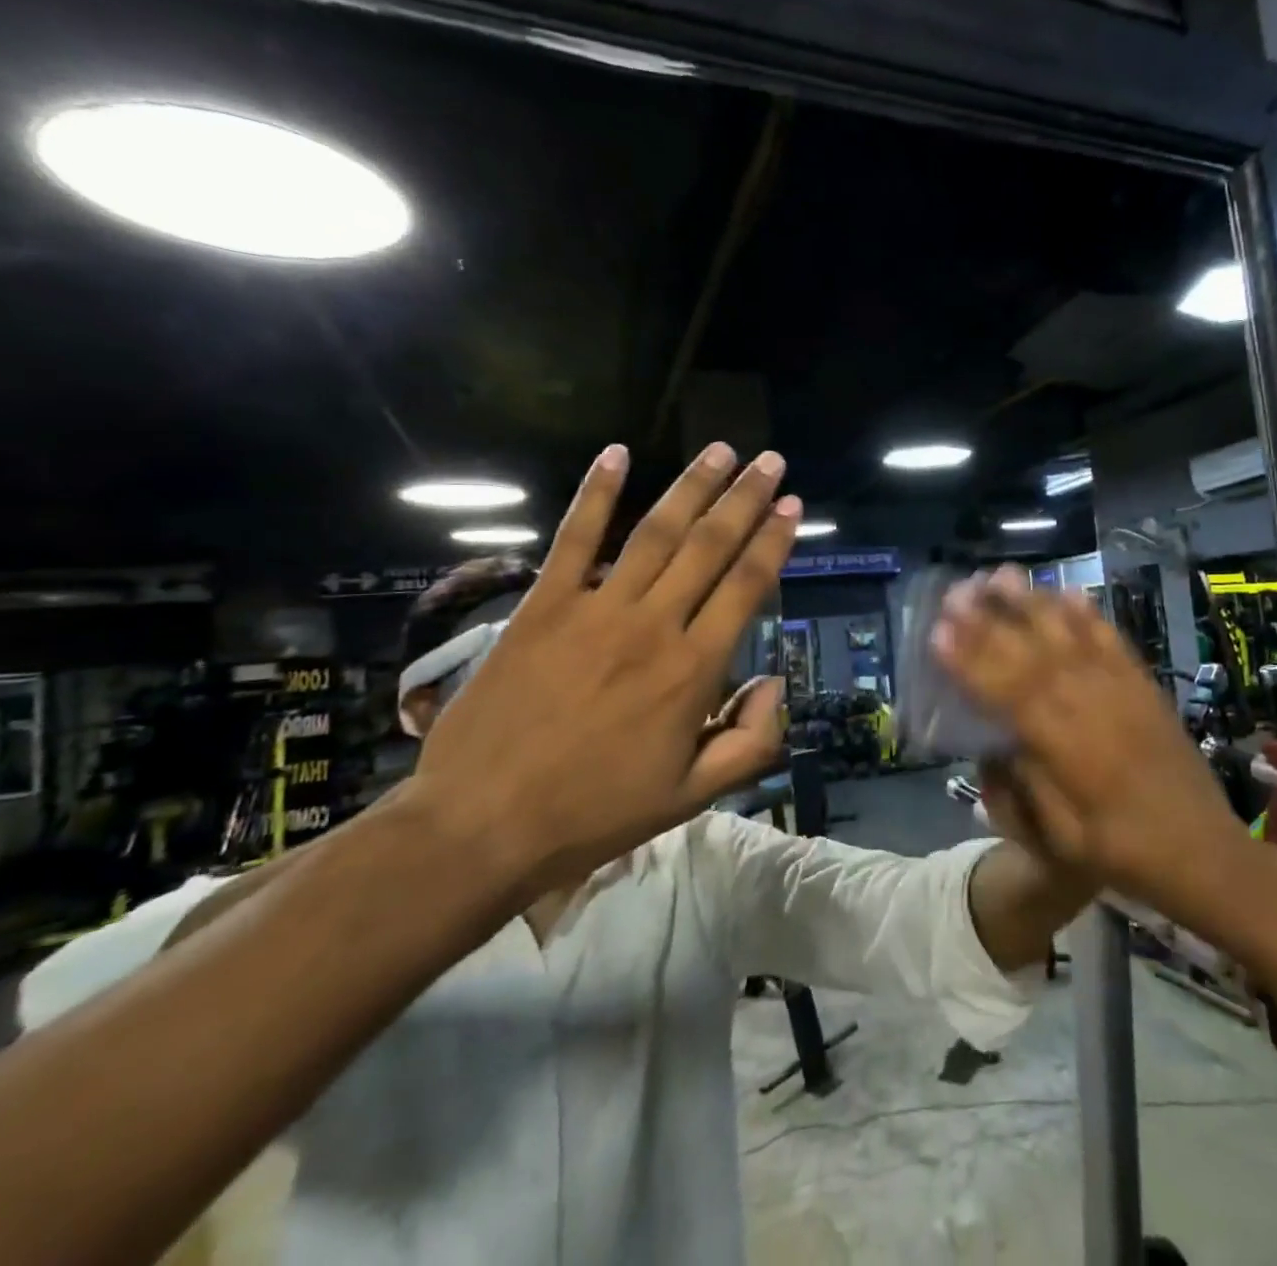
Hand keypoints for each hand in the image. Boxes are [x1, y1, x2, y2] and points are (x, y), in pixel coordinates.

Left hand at [403, 442, 799, 894]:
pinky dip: (595, 494)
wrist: (483, 825)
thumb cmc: (595, 813)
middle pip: (710, 547)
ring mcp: (594, 610)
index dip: (774, 542)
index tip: (793, 507)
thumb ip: (750, 743)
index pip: (746, 587)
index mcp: (693, 670)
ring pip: (656, 534)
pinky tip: (616, 454)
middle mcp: (653, 626)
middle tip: (771, 461)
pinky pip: (573, 540)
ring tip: (720, 451)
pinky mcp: (542, 607)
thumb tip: (775, 686)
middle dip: (745, 500)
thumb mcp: (691, 797)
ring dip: (691, 487)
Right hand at [930, 567, 1240, 906]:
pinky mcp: (1144, 686)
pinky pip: (1112, 640)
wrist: (1206, 853)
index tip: (938, 632)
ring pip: (1069, 636)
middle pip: (1032, 654)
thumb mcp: (1061, 841)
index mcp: (1066, 748)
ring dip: (1033, 603)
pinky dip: (1087, 613)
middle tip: (956, 590)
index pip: (1007, 693)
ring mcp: (1121, 691)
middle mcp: (1091, 707)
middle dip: (990, 620)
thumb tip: (992, 745)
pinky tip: (1066, 591)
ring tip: (1001, 575)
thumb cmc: (1124, 854)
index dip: (970, 661)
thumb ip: (1023, 788)